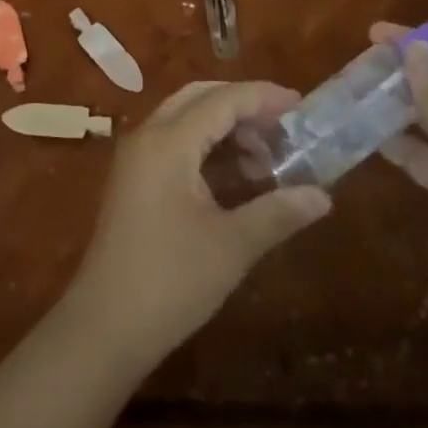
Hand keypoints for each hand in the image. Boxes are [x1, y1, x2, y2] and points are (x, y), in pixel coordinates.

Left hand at [58, 80, 331, 372]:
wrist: (104, 329)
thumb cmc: (170, 281)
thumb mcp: (232, 246)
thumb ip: (278, 213)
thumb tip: (323, 196)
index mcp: (168, 142)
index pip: (222, 100)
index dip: (263, 98)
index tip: (301, 106)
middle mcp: (148, 137)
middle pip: (200, 99)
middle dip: (243, 107)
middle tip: (283, 129)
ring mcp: (136, 159)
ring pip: (186, 120)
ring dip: (226, 130)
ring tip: (266, 162)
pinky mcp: (134, 182)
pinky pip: (175, 144)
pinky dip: (208, 149)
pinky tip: (236, 180)